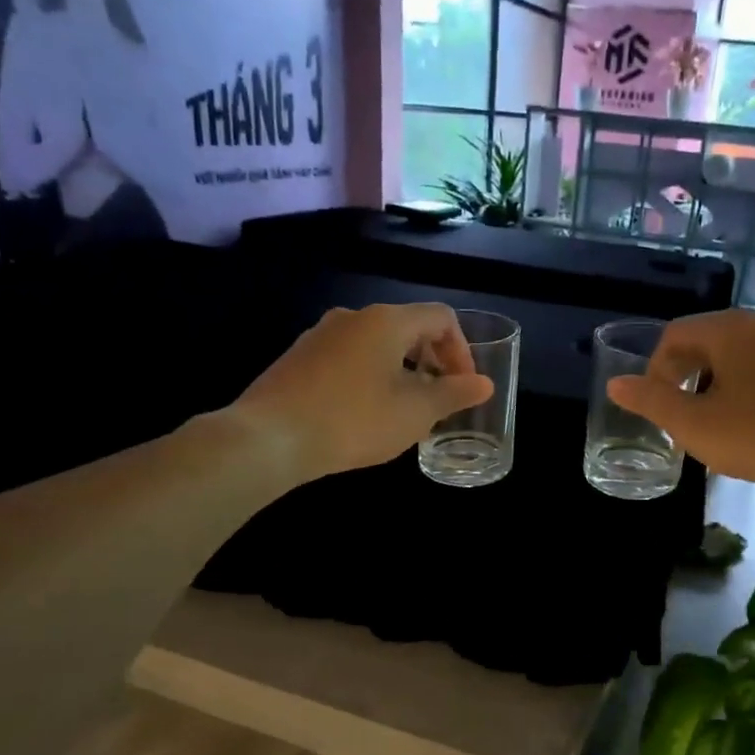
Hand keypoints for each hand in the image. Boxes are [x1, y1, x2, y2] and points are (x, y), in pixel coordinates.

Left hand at [230, 303, 492, 479]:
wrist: (270, 438)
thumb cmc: (354, 421)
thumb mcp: (415, 413)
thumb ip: (454, 394)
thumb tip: (484, 383)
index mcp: (387, 321)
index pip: (441, 318)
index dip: (461, 350)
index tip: (462, 387)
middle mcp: (353, 316)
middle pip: (407, 328)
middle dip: (431, 361)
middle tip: (437, 400)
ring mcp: (320, 335)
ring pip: (376, 345)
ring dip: (400, 371)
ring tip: (402, 411)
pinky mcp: (298, 358)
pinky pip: (348, 358)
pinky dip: (369, 377)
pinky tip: (363, 414)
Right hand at [608, 310, 754, 490]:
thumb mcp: (694, 424)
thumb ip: (651, 402)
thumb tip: (616, 384)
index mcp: (729, 330)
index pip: (675, 334)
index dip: (655, 369)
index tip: (656, 406)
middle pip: (707, 341)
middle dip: (685, 376)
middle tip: (680, 416)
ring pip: (738, 356)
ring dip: (715, 384)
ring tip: (714, 424)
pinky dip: (747, 389)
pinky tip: (752, 424)